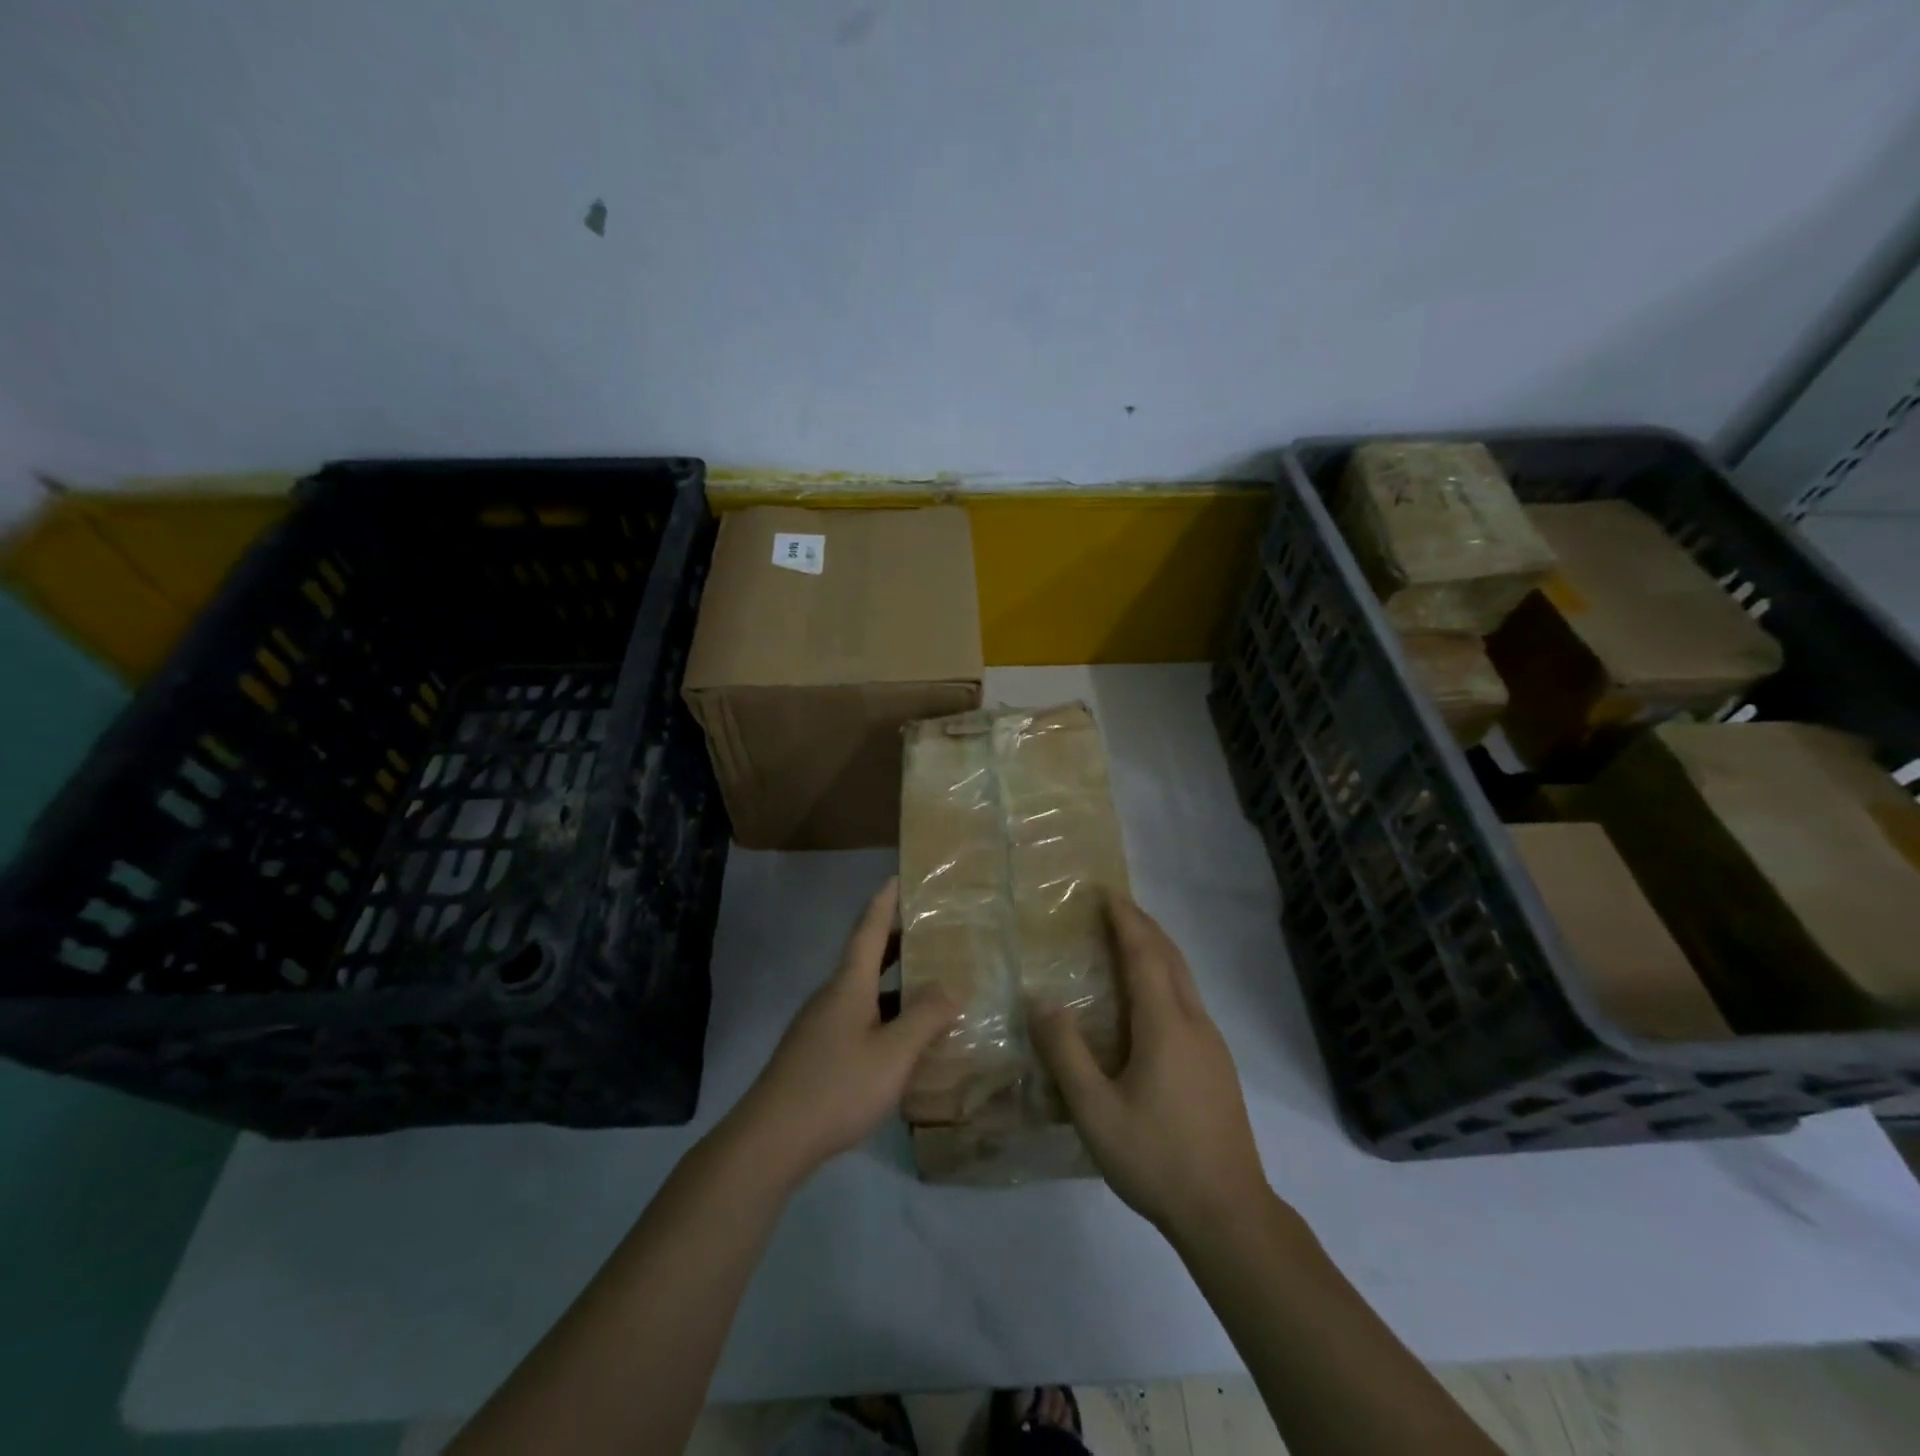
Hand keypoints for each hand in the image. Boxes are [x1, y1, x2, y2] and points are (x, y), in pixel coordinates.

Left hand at [728, 878, 956, 1184]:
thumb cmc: (836, 1086)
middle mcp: (832, 995)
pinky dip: (883, 1011)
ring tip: (928, 982)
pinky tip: (902, 1036)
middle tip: (931, 930)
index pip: (869, 929)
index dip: (885, 901)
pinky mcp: (816, 1051)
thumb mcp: (893, 1055)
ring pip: (863, 990)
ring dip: (893, 980)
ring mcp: (821, 1024)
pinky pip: (857, 1016)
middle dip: (896, 939)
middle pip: (866, 956)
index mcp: (849, 984)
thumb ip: (925, 1018)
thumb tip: (951, 987)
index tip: (899, 877)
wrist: (770, 1139)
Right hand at [1033, 895, 1269, 1237]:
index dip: (1125, 920)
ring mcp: (1212, 1044)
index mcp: (1165, 1025)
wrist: (1229, 1213)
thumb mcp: (1095, 1110)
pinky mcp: (1217, 1065)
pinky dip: (1165, 977)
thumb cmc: (1157, 1157)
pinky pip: (1188, 1000)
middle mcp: (1194, 1023)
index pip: (1144, 954)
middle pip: (1170, 957)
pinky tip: (1148, 1000)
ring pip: (1184, 979)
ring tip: (1128, 941)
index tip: (1106, 892)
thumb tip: (1041, 1001)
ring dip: (1157, 950)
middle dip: (1143, 926)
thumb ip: (1066, 1053)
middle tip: (1114, 906)